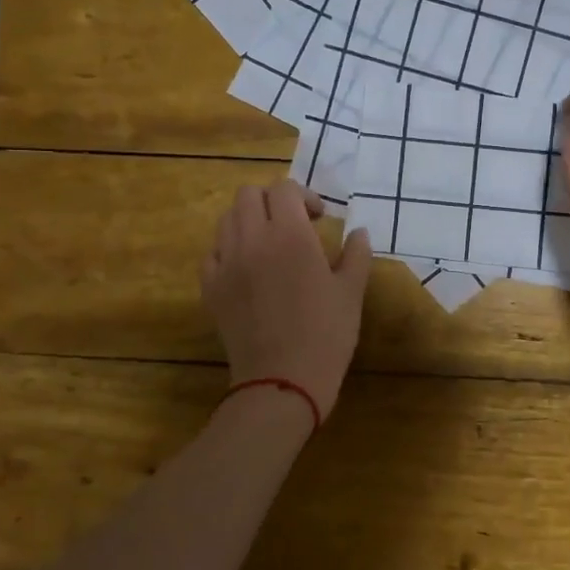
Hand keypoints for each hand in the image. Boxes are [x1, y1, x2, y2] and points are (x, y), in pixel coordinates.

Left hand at [202, 179, 373, 422]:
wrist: (282, 381)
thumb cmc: (326, 335)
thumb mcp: (352, 293)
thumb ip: (356, 255)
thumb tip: (358, 232)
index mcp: (290, 235)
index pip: (284, 189)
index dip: (303, 196)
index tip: (319, 219)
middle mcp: (252, 239)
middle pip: (248, 195)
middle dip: (272, 202)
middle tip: (293, 225)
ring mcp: (226, 263)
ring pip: (227, 220)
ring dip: (248, 222)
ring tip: (269, 245)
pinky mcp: (210, 288)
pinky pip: (212, 253)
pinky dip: (229, 250)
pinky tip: (247, 270)